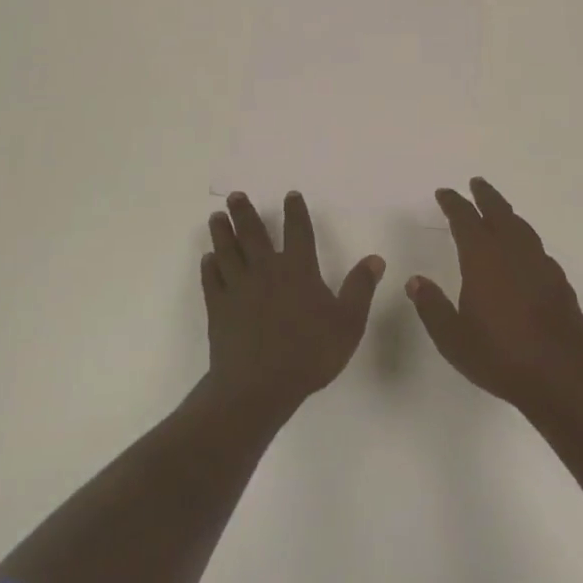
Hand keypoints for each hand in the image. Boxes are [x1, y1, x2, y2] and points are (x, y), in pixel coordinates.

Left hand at [201, 192, 384, 420]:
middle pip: (253, 234)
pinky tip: (207, 260)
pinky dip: (209, 268)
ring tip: (216, 216)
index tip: (291, 195)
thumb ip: (360, 288)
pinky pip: (212, 281)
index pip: (298, 231)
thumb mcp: (348, 323)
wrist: (258, 387)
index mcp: (298, 270)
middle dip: (245, 212)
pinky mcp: (218, 308)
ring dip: (222, 232)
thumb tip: (375, 258)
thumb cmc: (308, 353)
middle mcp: (266, 270)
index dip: (295, 212)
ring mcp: (238, 288)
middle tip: (236, 195)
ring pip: (227, 251)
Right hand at [407, 177, 582, 413]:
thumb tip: (415, 281)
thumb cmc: (500, 355)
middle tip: (476, 183)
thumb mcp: (453, 338)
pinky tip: (524, 251)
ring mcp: (540, 264)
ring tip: (499, 210)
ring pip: (521, 226)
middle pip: (498, 211)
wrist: (562, 376)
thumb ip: (432, 307)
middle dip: (485, 195)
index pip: (465, 219)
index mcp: (483, 258)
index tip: (445, 193)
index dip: (453, 203)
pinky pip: (537, 248)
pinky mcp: (559, 280)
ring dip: (507, 213)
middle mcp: (513, 251)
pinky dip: (525, 239)